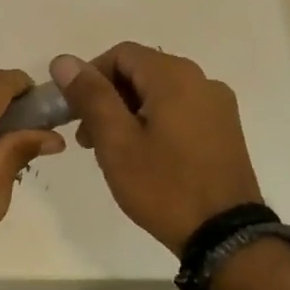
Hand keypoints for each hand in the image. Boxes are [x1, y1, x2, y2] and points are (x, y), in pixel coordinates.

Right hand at [51, 43, 263, 255]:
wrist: (225, 236)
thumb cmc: (163, 186)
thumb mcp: (117, 142)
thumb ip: (90, 96)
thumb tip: (64, 60)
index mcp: (175, 77)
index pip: (121, 53)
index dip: (90, 76)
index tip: (75, 112)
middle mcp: (202, 80)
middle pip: (141, 71)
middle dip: (108, 97)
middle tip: (88, 138)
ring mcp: (218, 105)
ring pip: (159, 92)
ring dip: (128, 112)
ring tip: (112, 151)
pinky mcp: (225, 129)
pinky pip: (180, 110)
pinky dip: (154, 121)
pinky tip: (145, 156)